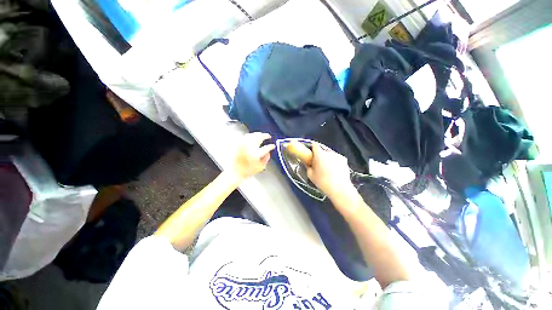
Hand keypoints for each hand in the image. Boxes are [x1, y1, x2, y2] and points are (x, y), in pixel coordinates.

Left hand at [228, 132, 274, 180]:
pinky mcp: (238, 143)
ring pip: (252, 135)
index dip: (271, 146)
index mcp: (257, 153)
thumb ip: (266, 160)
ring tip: (261, 134)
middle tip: (268, 136)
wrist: (234, 171)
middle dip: (265, 135)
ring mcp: (244, 144)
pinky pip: (246, 136)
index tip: (273, 145)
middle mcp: (250, 147)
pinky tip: (251, 136)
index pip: (266, 147)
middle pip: (259, 137)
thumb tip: (268, 154)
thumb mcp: (260, 168)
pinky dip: (250, 135)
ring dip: (258, 134)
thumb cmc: (246, 171)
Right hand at [306, 143, 354, 198]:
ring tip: (327, 169)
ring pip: (330, 154)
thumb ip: (308, 166)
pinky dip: (334, 162)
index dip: (312, 148)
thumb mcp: (310, 175)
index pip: (314, 145)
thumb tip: (308, 163)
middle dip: (319, 155)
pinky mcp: (344, 160)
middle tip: (318, 164)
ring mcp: (338, 155)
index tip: (310, 154)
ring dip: (327, 158)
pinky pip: (336, 158)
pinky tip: (334, 171)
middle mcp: (329, 152)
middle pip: (322, 150)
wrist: (340, 189)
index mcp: (319, 154)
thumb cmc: (322, 182)